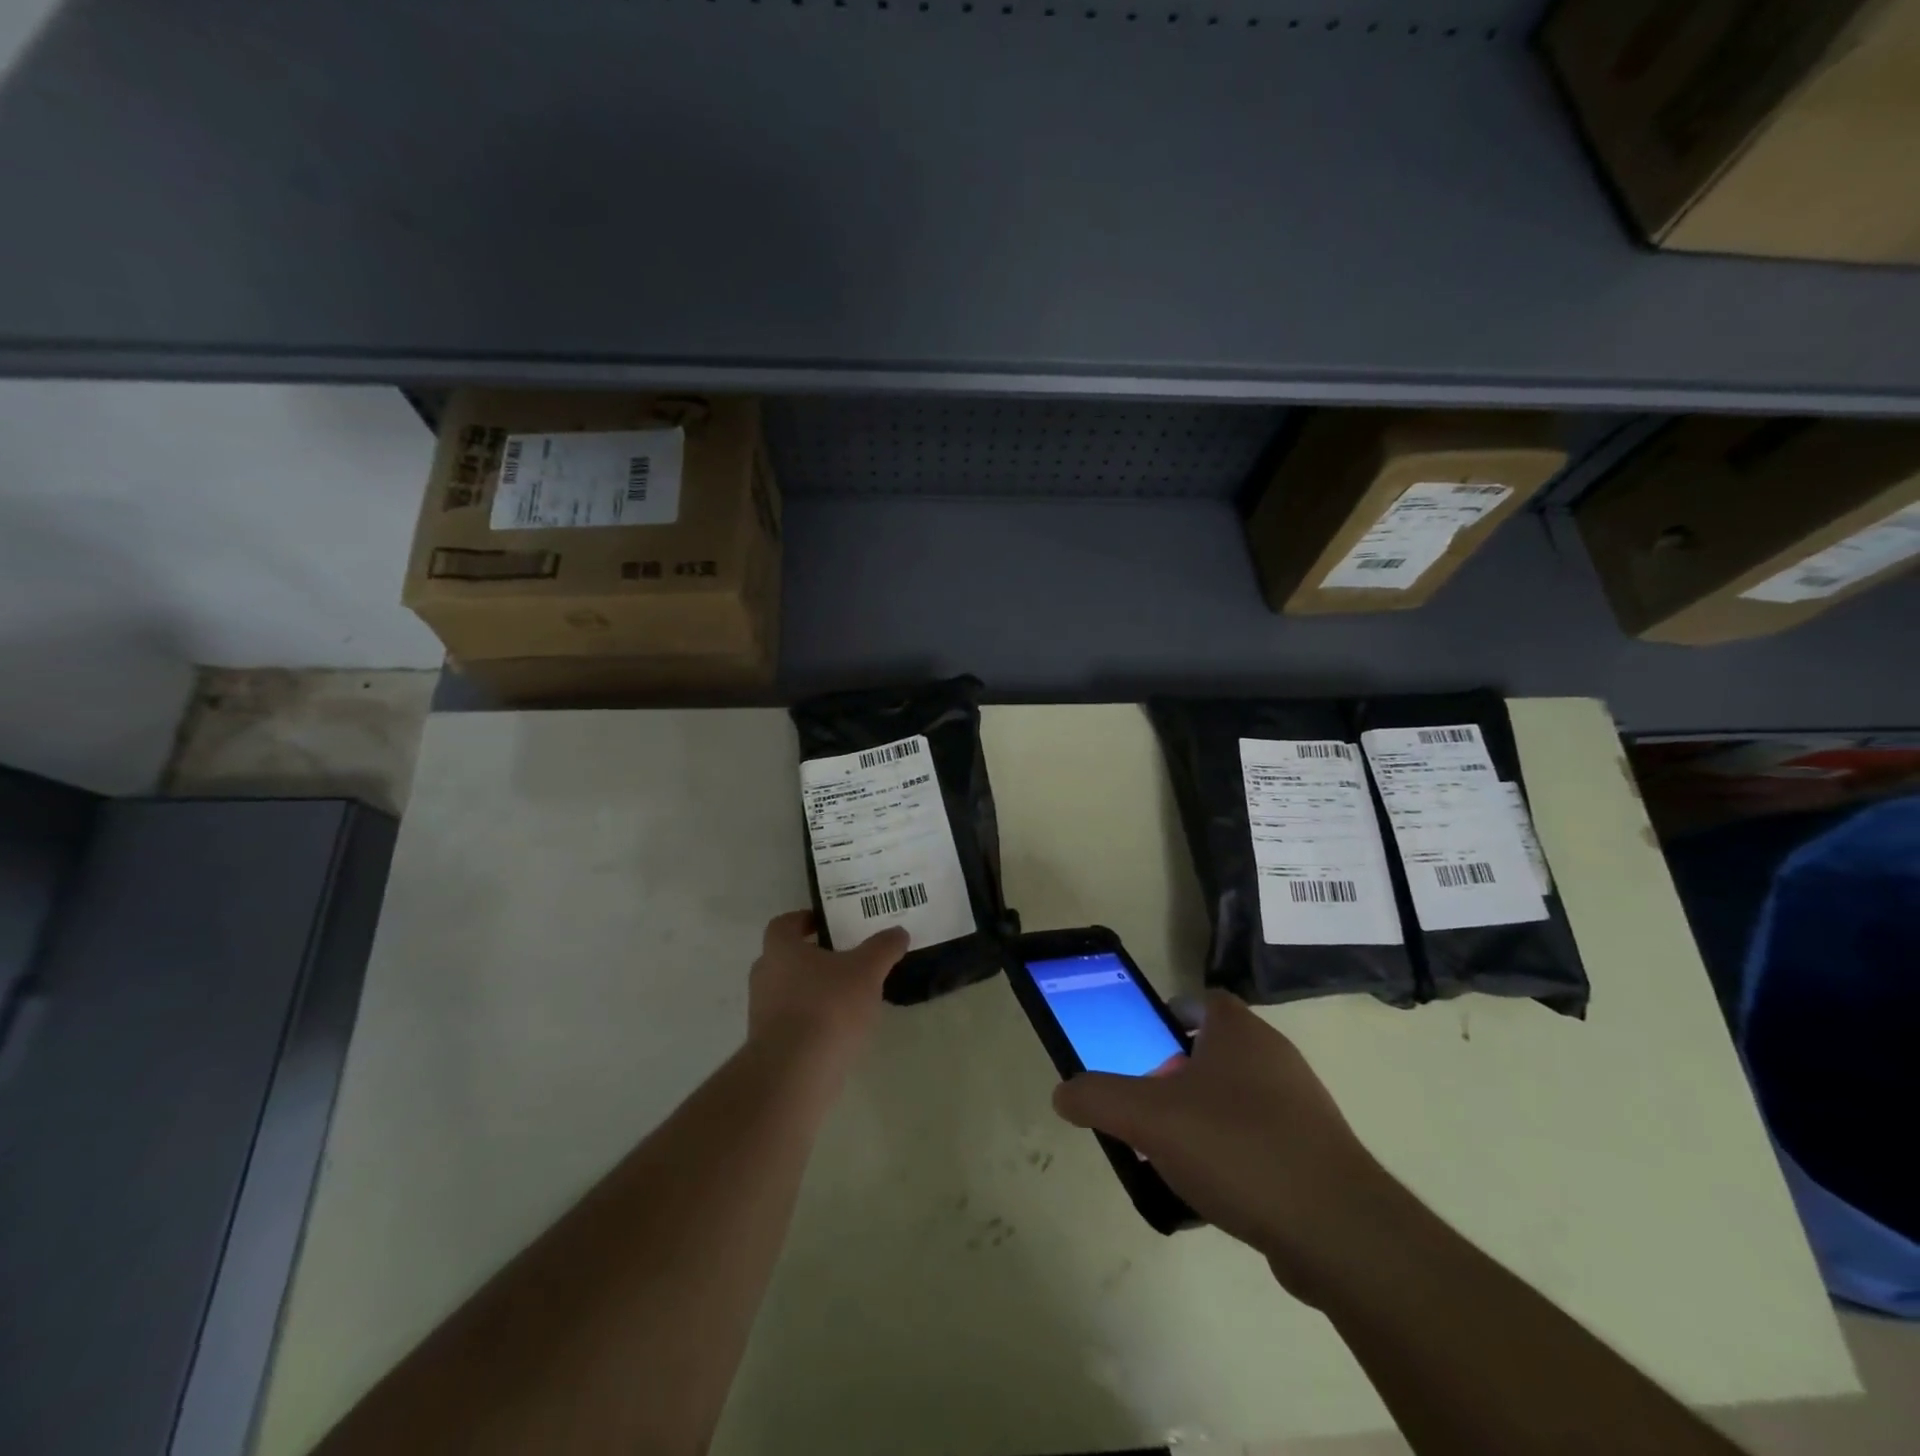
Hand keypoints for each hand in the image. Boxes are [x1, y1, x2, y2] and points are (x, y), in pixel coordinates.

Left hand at [747, 910, 908, 1067]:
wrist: (794, 1074)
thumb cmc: (828, 1007)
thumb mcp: (867, 970)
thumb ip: (883, 948)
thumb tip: (898, 932)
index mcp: (780, 949)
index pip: (784, 924)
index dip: (803, 921)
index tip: (826, 924)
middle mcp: (764, 976)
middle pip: (785, 958)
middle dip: (812, 958)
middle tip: (844, 959)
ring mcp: (762, 1014)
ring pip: (788, 992)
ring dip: (813, 991)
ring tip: (848, 997)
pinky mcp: (769, 1046)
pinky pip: (792, 1023)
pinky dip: (812, 1021)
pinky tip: (839, 1030)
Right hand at [1053, 991, 1405, 1300]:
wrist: (1337, 1231)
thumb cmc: (1237, 1148)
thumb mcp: (1149, 1118)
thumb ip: (1098, 1098)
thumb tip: (1063, 1093)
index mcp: (1240, 1032)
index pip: (1202, 1001)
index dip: (1170, 1015)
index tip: (1144, 1046)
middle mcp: (1275, 1057)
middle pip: (1216, 1051)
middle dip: (1178, 1073)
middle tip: (1148, 1105)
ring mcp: (1302, 1107)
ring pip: (1238, 1098)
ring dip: (1204, 1117)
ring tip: (1172, 1154)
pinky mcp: (1317, 1155)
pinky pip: (1261, 1140)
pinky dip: (1234, 1155)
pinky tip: (1212, 1193)